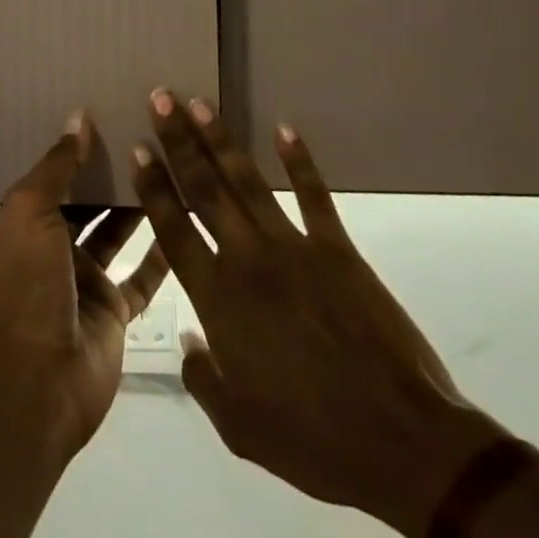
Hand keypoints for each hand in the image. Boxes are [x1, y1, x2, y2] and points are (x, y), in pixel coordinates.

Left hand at [0, 114, 169, 459]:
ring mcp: (86, 279)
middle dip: (112, 173)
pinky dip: (161, 253)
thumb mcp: (31, 212)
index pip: (56, 174)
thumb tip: (79, 117)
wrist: (37, 382)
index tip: (112, 113)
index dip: (80, 147)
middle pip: (88, 201)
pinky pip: (142, 276)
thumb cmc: (28, 285)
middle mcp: (54, 246)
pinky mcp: (114, 310)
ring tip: (171, 167)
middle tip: (149, 135)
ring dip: (138, 206)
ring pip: (117, 233)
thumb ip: (58, 166)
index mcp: (26, 221)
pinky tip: (185, 222)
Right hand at [132, 91, 506, 537]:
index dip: (153, 186)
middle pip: (204, 189)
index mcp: (218, 300)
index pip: (173, 229)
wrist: (400, 440)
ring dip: (221, 140)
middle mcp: (248, 260)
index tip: (138, 147)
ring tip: (200, 103)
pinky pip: (314, 196)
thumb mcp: (239, 427)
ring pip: (248, 182)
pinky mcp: (338, 250)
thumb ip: (203, 379)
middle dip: (178, 140)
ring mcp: (295, 248)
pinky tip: (284, 130)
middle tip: (161, 97)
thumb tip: (188, 340)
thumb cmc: (312, 439)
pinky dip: (299, 161)